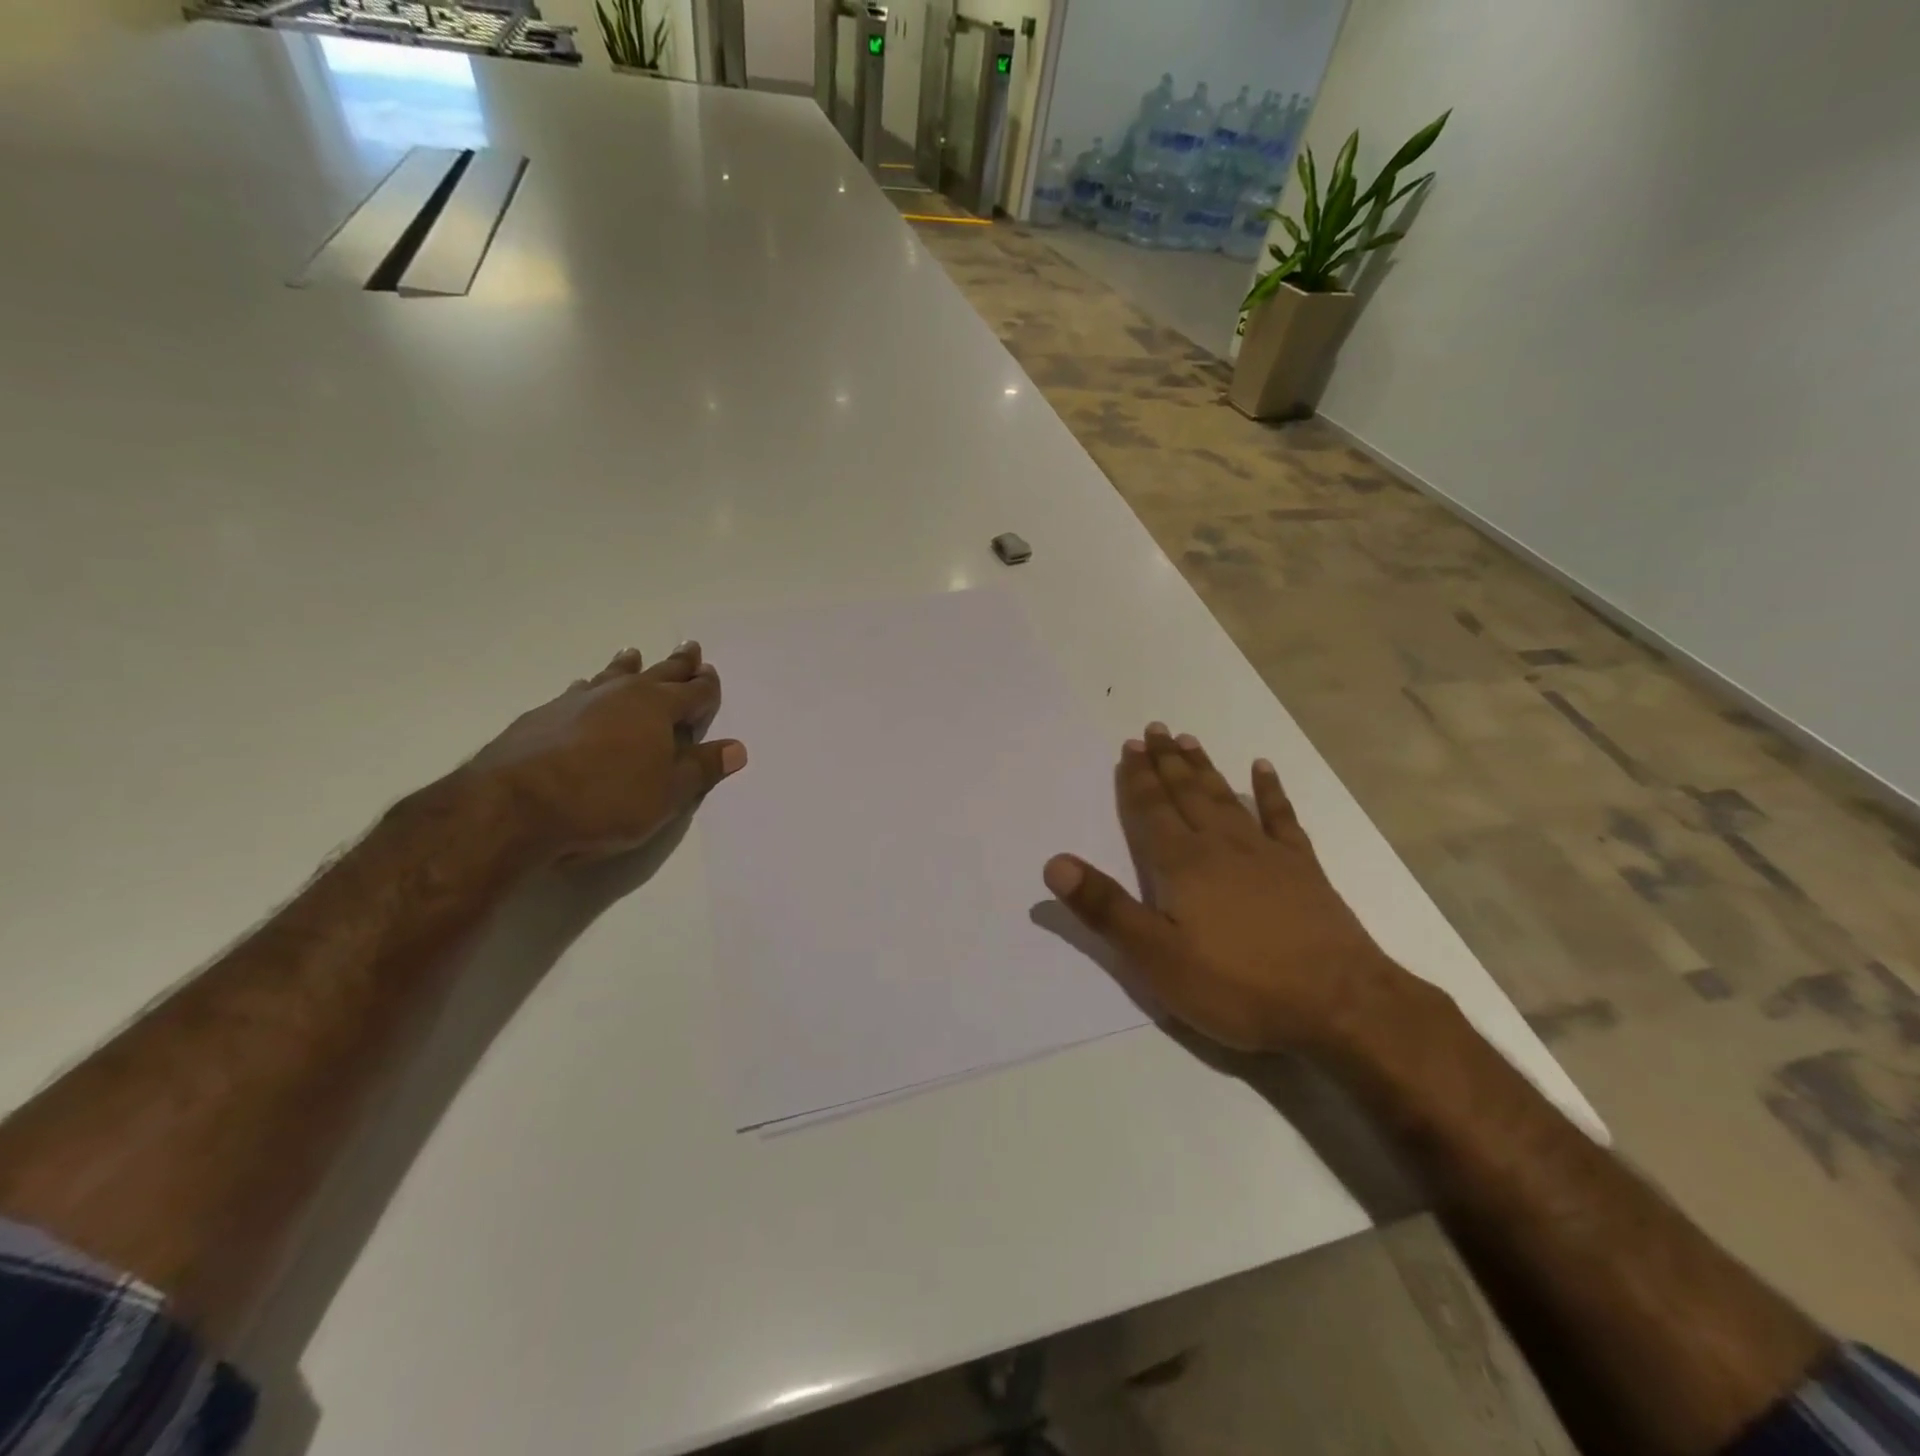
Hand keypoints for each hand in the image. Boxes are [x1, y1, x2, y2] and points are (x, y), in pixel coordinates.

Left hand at [465, 642, 746, 864]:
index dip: (707, 686)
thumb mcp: (668, 793)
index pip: (693, 692)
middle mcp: (621, 695)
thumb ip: (702, 768)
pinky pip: (577, 692)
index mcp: (657, 709)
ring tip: (633, 654)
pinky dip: (589, 688)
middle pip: (657, 673)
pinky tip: (582, 689)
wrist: (515, 806)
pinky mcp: (543, 715)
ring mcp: (578, 701)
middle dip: (677, 664)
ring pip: (612, 676)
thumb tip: (737, 748)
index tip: (712, 673)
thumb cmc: (607, 800)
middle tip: (689, 647)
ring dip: (628, 666)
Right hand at [1043, 724, 1406, 1053]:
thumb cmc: (1237, 986)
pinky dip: (1269, 791)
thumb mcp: (1157, 958)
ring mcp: (1266, 853)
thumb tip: (1055, 863)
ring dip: (1204, 769)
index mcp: (1182, 865)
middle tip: (1154, 730)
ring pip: (1224, 798)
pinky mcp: (1303, 868)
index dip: (1136, 780)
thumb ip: (1106, 908)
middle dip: (1166, 762)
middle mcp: (1220, 846)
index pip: (1151, 811)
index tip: (1128, 748)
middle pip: (1186, 794)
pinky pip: (1281, 817)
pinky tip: (1262, 768)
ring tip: (1189, 740)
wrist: (1338, 1004)